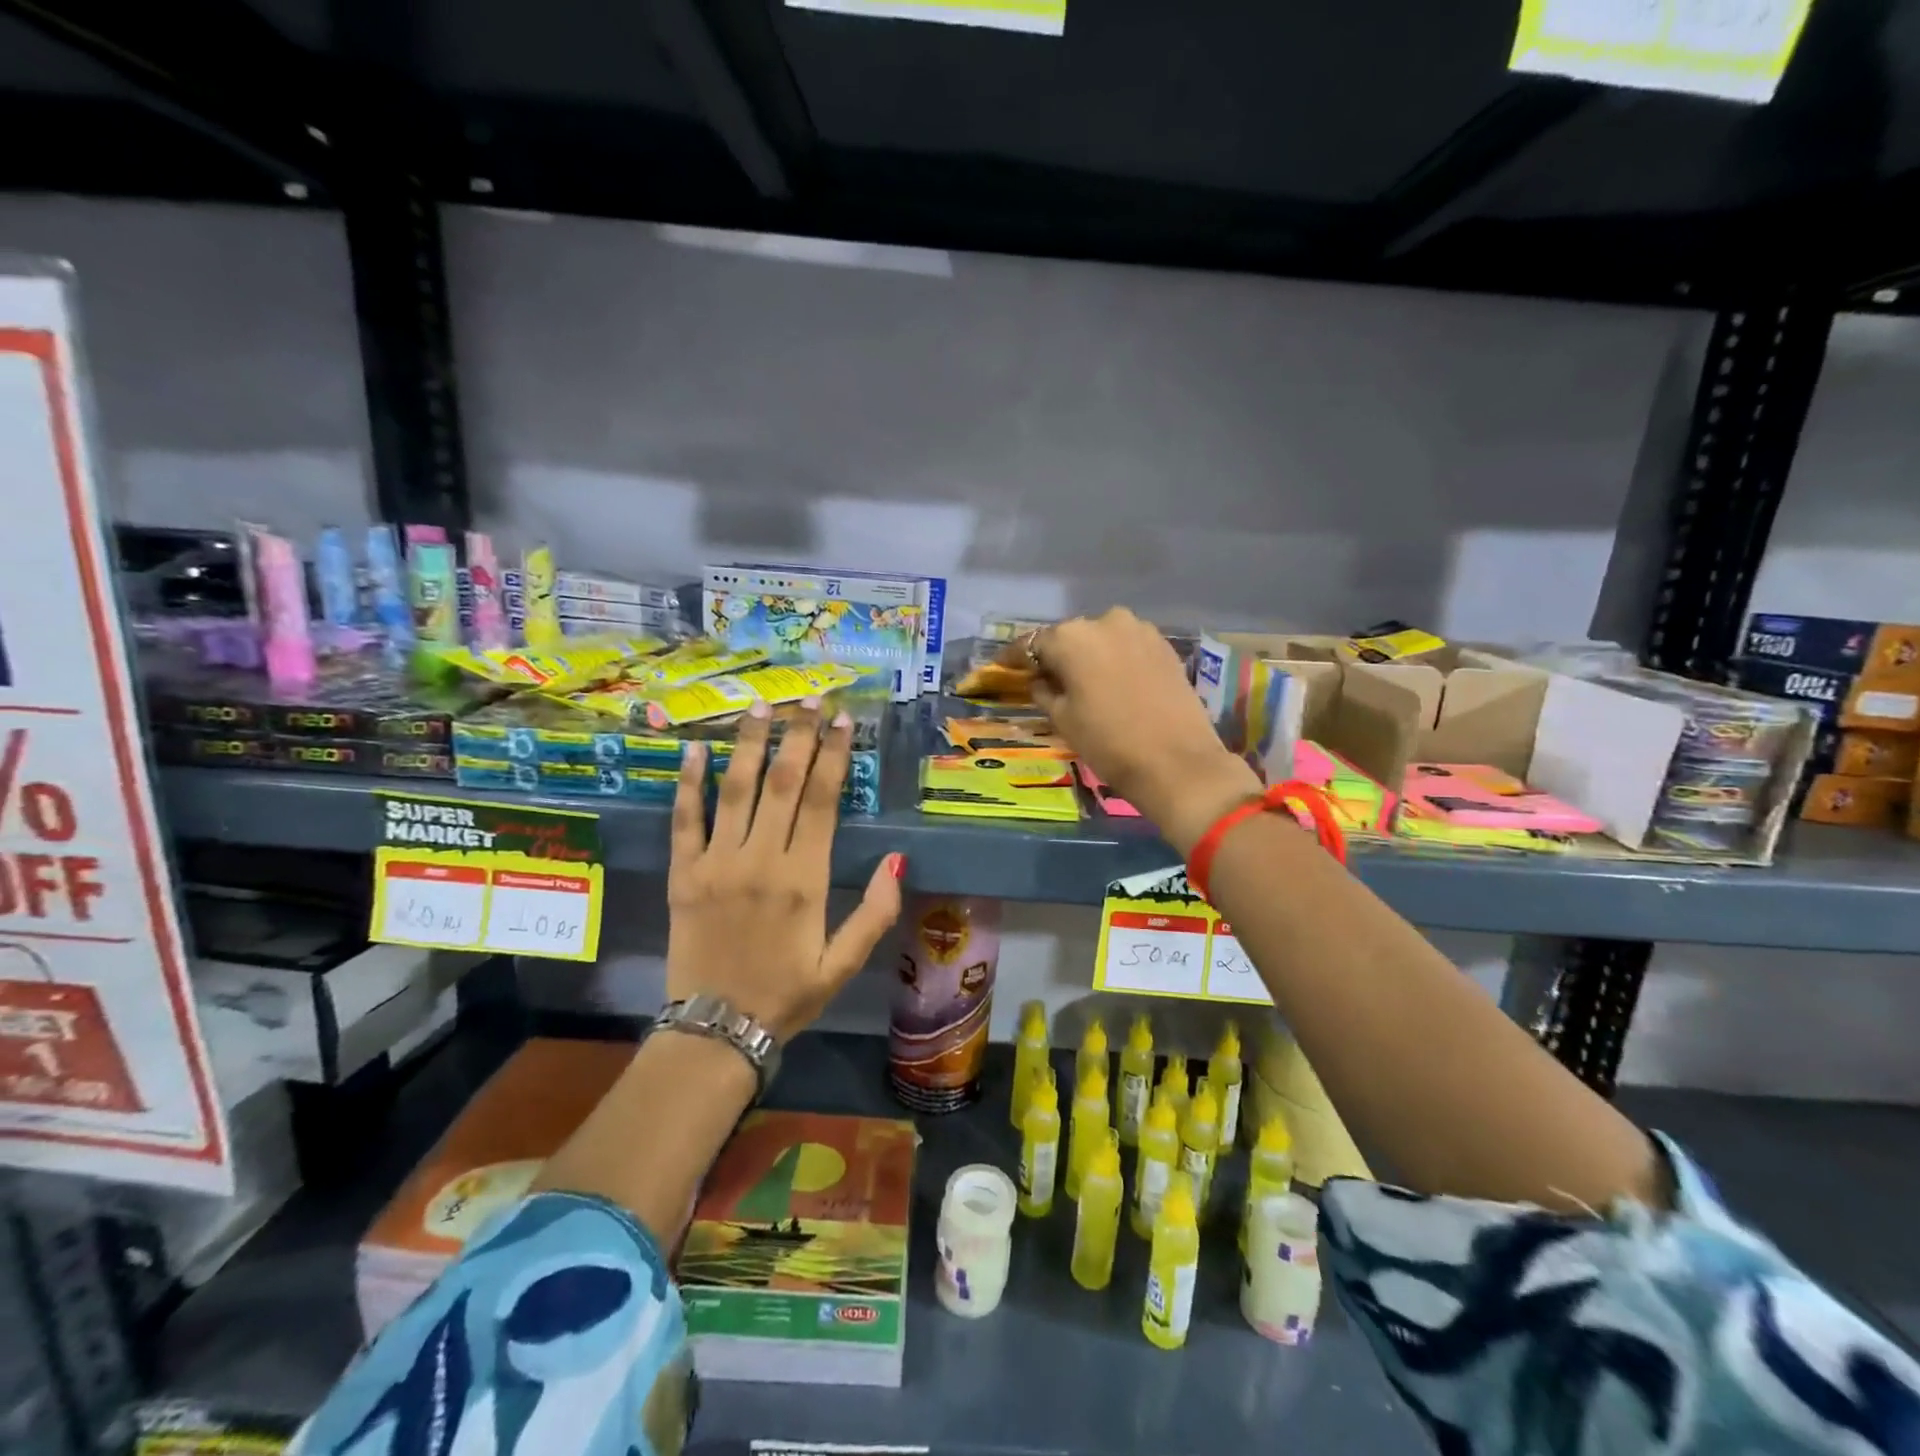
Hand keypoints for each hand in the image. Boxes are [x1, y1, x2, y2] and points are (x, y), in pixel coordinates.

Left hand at [667, 700, 904, 1040]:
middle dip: (797, 734)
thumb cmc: (787, 995)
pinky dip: (689, 783)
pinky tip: (694, 750)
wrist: (716, 1030)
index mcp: (805, 879)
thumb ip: (875, 913)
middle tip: (807, 697)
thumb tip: (898, 860)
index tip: (842, 720)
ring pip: (735, 789)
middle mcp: (760, 860)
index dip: (833, 755)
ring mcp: (716, 863)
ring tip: (760, 706)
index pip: (821, 800)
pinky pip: (685, 820)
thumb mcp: (844, 965)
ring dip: (749, 743)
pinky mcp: (683, 875)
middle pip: (781, 782)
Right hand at [1022, 608, 1259, 853]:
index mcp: (1071, 638)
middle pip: (1069, 637)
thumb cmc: (1108, 742)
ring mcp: (1139, 630)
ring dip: (1088, 656)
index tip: (1003, 666)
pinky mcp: (1164, 646)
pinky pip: (1127, 646)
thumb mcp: (1063, 719)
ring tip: (1083, 682)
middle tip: (1046, 679)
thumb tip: (1040, 679)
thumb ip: (1044, 690)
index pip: (1032, 643)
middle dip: (1056, 655)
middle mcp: (1104, 622)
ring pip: (1101, 639)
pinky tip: (1113, 681)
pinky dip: (1115, 659)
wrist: (1177, 762)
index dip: (1015, 657)